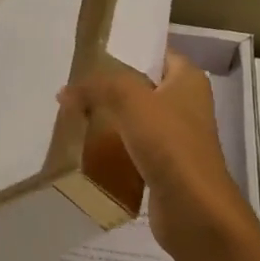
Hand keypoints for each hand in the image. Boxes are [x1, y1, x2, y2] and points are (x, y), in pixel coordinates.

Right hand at [59, 52, 253, 260]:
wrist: (194, 209)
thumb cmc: (169, 145)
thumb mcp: (132, 101)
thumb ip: (98, 88)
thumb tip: (66, 92)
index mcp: (188, 80)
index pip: (156, 53)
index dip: (127, 51)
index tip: (91, 55)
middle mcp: (186, 105)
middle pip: (142, 87)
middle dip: (110, 87)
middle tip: (74, 87)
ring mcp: (176, 138)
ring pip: (136, 119)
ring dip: (109, 119)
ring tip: (73, 115)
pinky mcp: (164, 167)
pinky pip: (133, 148)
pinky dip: (114, 148)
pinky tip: (87, 149)